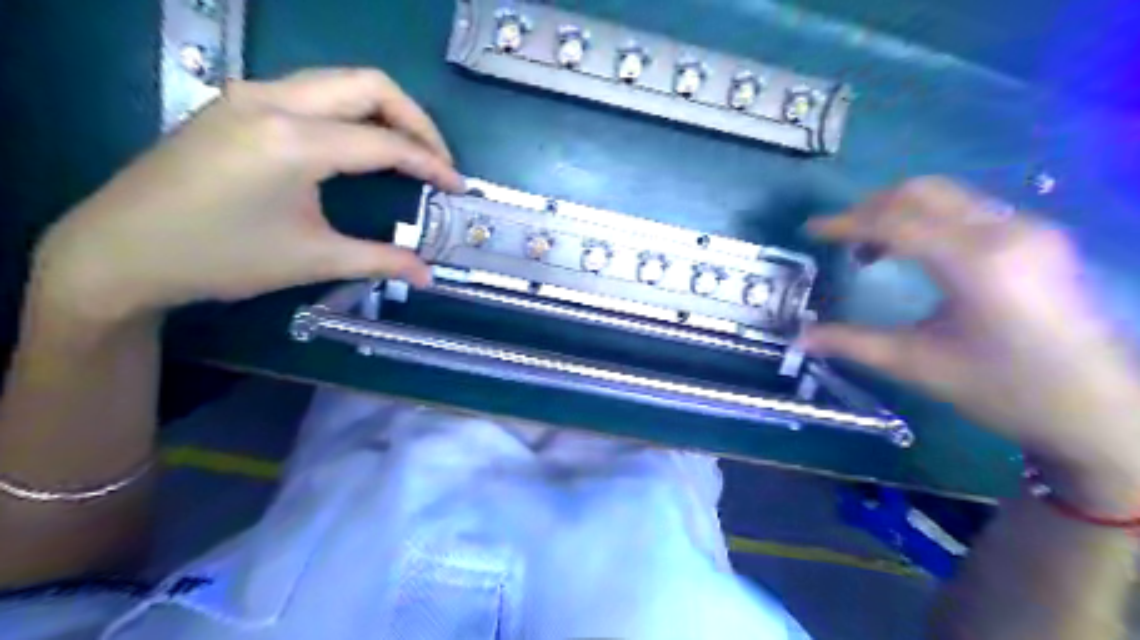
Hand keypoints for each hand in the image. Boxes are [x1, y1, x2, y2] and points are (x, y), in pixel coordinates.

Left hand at [36, 67, 461, 325]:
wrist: (121, 251)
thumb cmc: (221, 258)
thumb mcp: (313, 260)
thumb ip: (380, 260)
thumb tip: (428, 275)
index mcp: (294, 141)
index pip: (385, 142)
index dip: (431, 164)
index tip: (458, 187)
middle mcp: (274, 100)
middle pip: (370, 85)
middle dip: (417, 121)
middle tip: (438, 162)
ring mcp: (251, 95)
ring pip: (340, 80)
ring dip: (385, 111)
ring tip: (408, 152)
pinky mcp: (238, 103)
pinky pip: (313, 91)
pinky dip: (351, 112)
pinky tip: (359, 145)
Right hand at [801, 177, 1139, 487]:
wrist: (1098, 409)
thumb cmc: (1003, 390)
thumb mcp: (917, 365)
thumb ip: (852, 343)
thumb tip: (799, 337)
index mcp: (976, 263)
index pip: (896, 222)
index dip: (846, 223)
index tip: (809, 231)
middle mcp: (1006, 231)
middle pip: (921, 193)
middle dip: (870, 208)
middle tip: (838, 237)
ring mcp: (1029, 228)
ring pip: (946, 196)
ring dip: (898, 211)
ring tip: (871, 249)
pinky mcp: (1037, 236)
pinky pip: (968, 209)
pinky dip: (928, 220)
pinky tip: (914, 252)